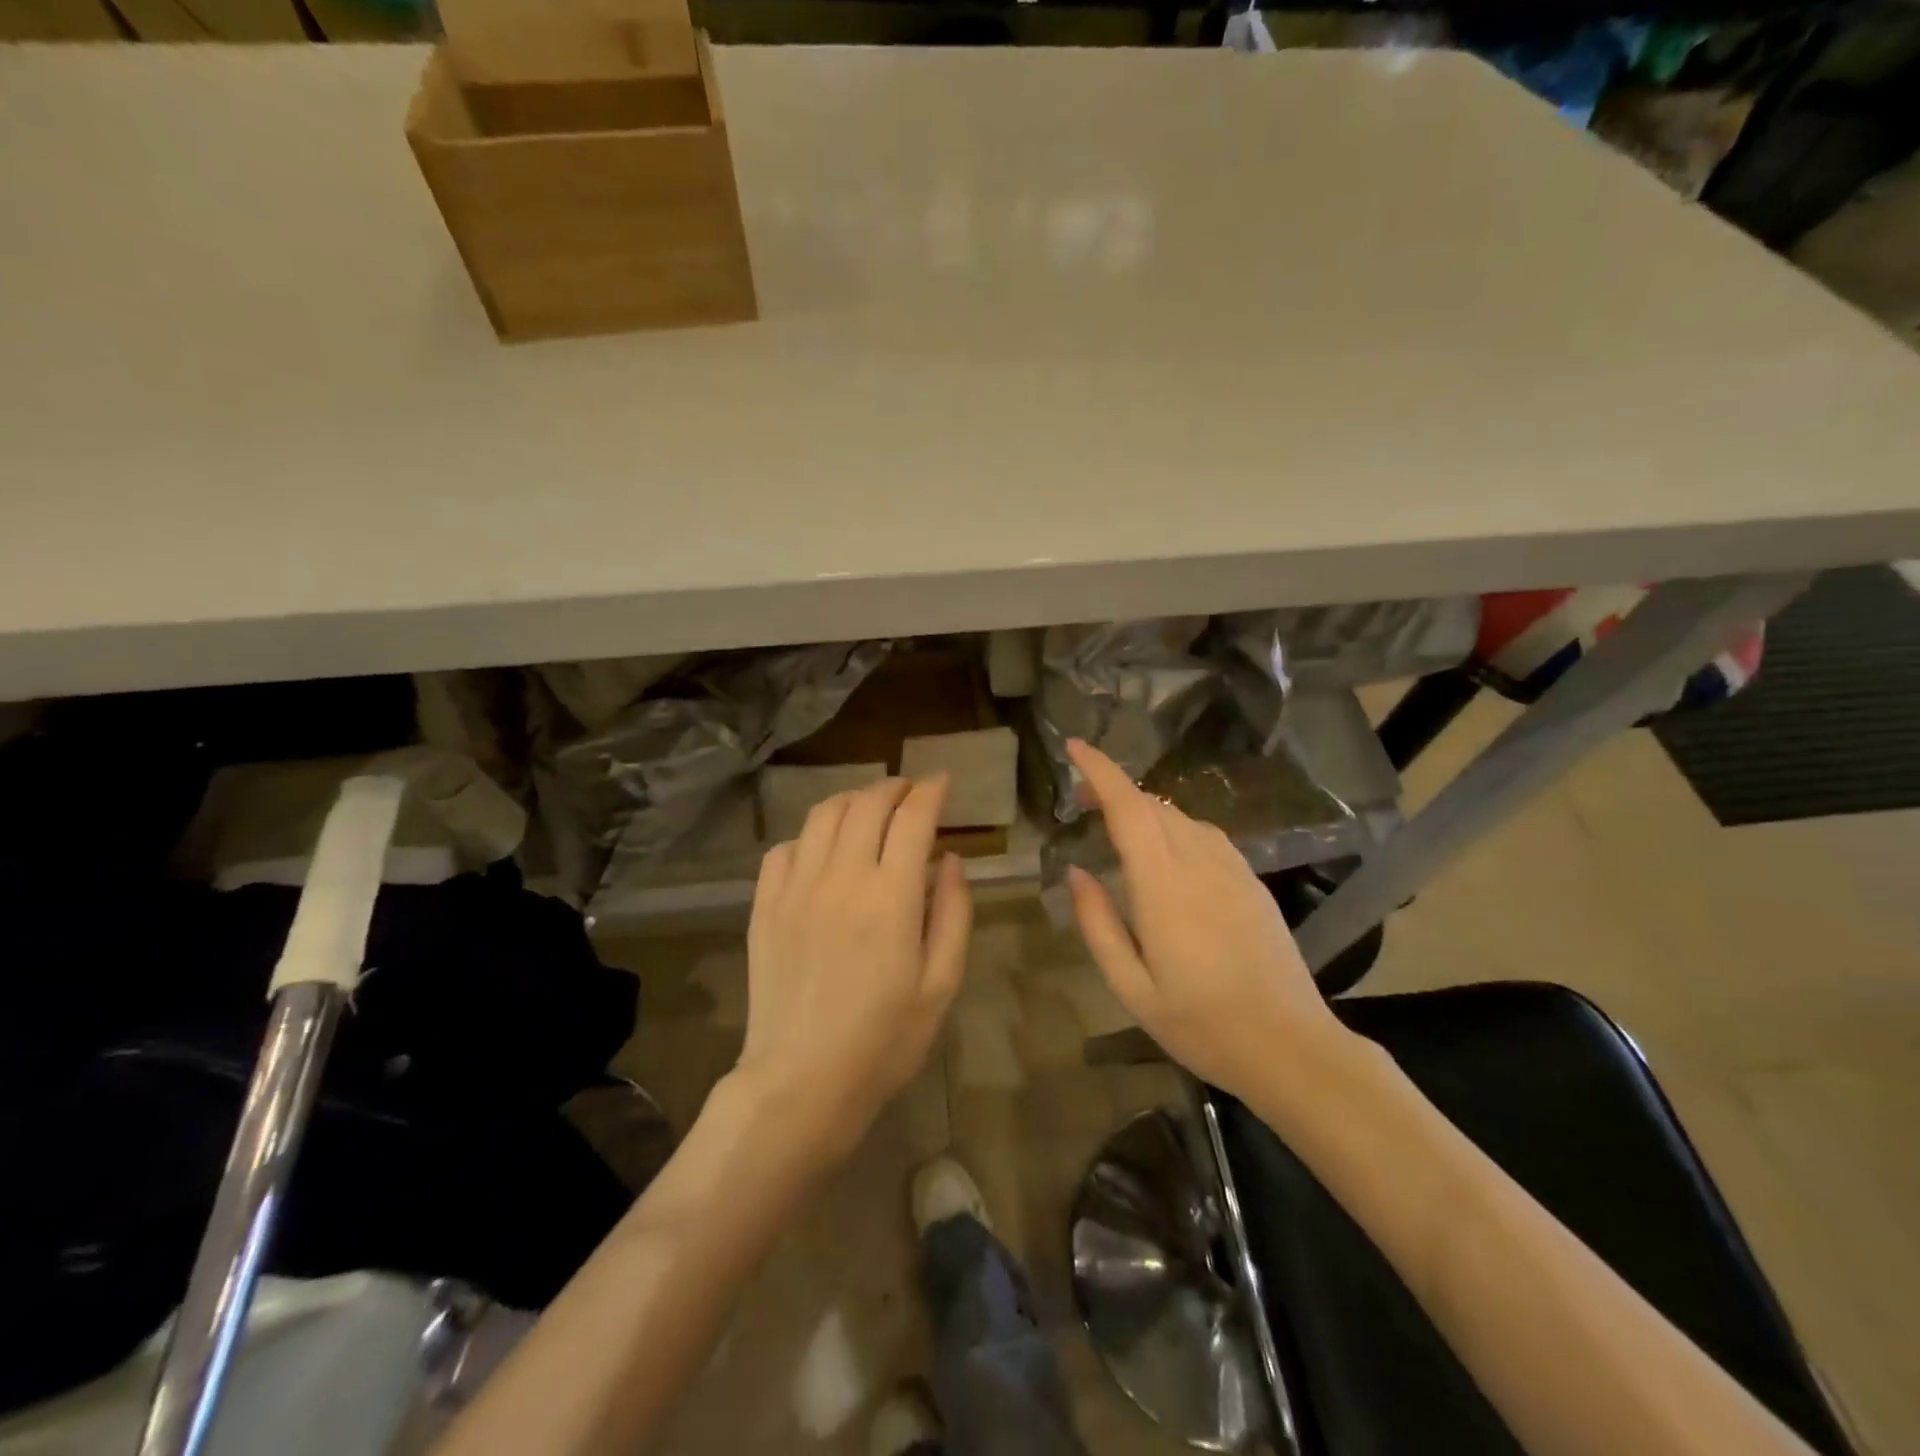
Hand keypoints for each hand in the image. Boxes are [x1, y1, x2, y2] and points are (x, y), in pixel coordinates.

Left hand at [738, 775, 972, 1158]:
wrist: (801, 1081)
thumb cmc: (884, 1040)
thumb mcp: (941, 984)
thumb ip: (953, 914)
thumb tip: (950, 860)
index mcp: (892, 897)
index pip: (913, 818)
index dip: (931, 791)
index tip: (942, 782)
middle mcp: (842, 877)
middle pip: (867, 804)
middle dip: (894, 787)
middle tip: (910, 792)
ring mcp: (796, 888)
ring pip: (823, 815)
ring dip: (852, 799)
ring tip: (869, 808)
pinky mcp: (765, 905)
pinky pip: (784, 848)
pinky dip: (810, 835)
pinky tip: (823, 850)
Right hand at [1064, 738, 1351, 1101]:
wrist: (1290, 1046)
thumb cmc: (1201, 1023)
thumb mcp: (1131, 987)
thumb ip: (1099, 924)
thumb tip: (1077, 873)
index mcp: (1164, 886)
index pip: (1129, 808)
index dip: (1101, 771)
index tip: (1074, 747)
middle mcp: (1199, 863)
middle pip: (1153, 805)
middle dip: (1113, 789)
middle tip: (1080, 802)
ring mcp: (1232, 869)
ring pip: (1180, 817)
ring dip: (1144, 809)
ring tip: (1116, 825)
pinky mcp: (1251, 882)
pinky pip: (1205, 835)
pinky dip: (1174, 826)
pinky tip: (1165, 851)